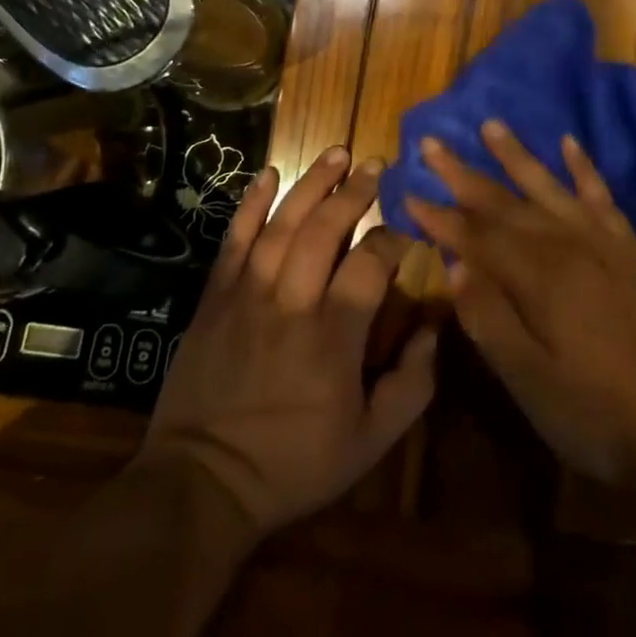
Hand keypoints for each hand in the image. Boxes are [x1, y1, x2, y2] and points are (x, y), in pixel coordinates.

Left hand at [139, 147, 438, 535]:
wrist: (202, 484)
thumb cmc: (293, 464)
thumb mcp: (370, 442)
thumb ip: (412, 385)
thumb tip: (433, 329)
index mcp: (334, 336)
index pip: (370, 264)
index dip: (392, 239)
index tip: (406, 231)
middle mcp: (292, 303)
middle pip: (325, 230)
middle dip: (354, 192)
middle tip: (375, 165)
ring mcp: (248, 295)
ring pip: (283, 224)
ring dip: (312, 184)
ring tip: (337, 153)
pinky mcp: (215, 298)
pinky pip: (235, 240)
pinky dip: (250, 204)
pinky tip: (267, 174)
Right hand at [405, 121, 635, 487]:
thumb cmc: (596, 414)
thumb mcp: (531, 382)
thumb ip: (490, 320)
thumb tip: (453, 267)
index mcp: (539, 278)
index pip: (476, 237)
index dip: (439, 217)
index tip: (407, 192)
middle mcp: (567, 245)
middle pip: (505, 203)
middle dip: (464, 174)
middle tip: (432, 142)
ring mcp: (602, 242)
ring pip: (549, 187)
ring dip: (517, 156)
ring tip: (490, 124)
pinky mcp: (628, 249)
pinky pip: (602, 196)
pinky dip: (584, 168)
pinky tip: (570, 143)